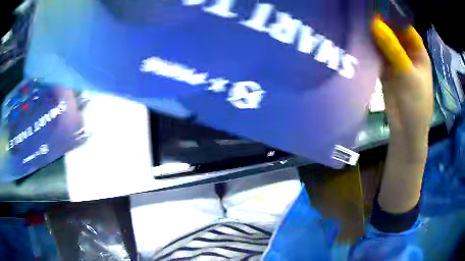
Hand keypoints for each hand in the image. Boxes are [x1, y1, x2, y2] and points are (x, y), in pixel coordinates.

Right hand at [371, 17, 432, 160]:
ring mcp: (394, 59)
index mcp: (418, 51)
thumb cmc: (416, 104)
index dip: (391, 16)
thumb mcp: (408, 75)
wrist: (406, 130)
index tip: (374, 7)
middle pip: (392, 31)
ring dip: (371, 34)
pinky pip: (376, 53)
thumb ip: (393, 49)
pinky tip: (357, 39)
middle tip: (360, 13)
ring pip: (382, 41)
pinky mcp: (384, 68)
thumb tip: (374, 23)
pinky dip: (368, 47)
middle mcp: (406, 51)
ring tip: (355, 22)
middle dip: (378, 23)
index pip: (404, 26)